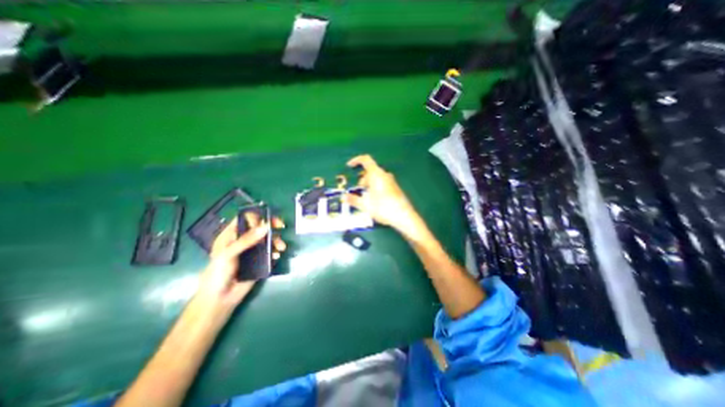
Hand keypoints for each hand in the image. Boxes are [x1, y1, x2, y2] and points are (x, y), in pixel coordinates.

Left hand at [196, 214, 285, 313]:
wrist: (221, 299)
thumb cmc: (218, 274)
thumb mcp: (228, 255)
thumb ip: (246, 240)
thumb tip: (266, 226)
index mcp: (231, 235)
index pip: (245, 219)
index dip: (256, 217)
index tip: (265, 222)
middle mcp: (243, 240)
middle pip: (259, 226)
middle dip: (271, 226)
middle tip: (281, 226)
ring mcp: (253, 250)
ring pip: (267, 238)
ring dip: (276, 240)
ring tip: (281, 247)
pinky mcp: (260, 259)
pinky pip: (271, 251)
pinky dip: (276, 251)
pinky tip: (277, 256)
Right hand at [344, 152, 422, 233]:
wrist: (403, 216)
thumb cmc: (383, 207)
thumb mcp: (365, 205)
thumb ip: (353, 200)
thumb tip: (343, 197)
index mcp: (376, 174)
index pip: (366, 160)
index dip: (356, 160)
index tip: (349, 165)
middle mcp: (385, 175)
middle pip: (370, 171)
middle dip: (362, 179)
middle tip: (358, 191)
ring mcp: (391, 181)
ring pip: (376, 178)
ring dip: (368, 185)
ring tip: (366, 198)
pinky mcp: (395, 188)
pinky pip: (382, 183)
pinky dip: (375, 188)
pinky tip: (375, 201)